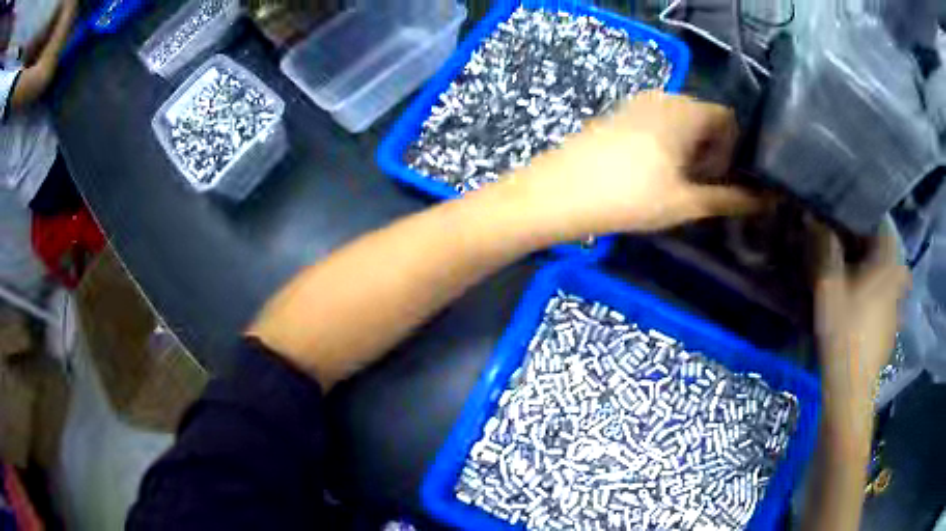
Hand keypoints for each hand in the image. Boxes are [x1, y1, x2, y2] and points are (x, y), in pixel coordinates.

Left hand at [504, 91, 758, 238]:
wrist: (558, 193)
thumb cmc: (628, 197)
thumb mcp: (685, 203)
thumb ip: (729, 199)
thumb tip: (764, 200)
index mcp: (686, 110)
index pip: (729, 118)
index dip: (736, 150)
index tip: (724, 179)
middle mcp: (664, 96)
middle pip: (706, 118)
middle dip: (714, 151)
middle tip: (702, 186)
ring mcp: (638, 102)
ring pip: (682, 121)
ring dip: (691, 150)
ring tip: (678, 183)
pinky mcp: (619, 113)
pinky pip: (658, 122)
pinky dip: (668, 144)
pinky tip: (653, 172)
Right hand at [814, 225, 908, 428]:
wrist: (851, 388)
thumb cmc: (843, 333)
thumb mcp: (828, 288)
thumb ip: (826, 251)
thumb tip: (815, 219)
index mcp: (886, 265)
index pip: (885, 225)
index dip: (869, 216)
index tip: (852, 216)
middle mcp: (896, 281)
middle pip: (888, 252)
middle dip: (873, 245)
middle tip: (853, 246)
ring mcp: (896, 308)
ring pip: (889, 277)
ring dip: (876, 271)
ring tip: (857, 276)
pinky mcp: (891, 329)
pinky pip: (887, 300)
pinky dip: (877, 295)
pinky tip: (862, 308)